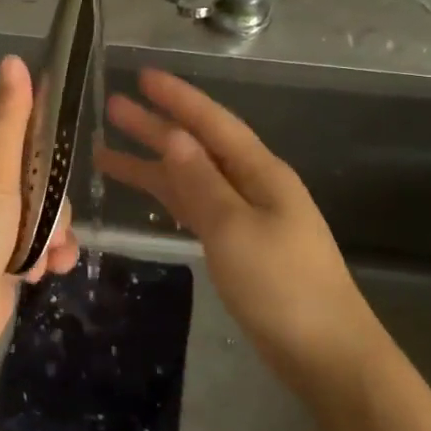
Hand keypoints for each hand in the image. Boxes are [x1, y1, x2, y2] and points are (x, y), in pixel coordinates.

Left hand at [0, 55, 78, 364]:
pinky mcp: (4, 260)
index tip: (56, 168)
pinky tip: (45, 273)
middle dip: (53, 205)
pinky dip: (48, 259)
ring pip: (46, 215)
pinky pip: (41, 247)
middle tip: (46, 223)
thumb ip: (10, 116)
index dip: (45, 153)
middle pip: (40, 179)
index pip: (21, 136)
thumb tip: (13, 59)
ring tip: (46, 256)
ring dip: (54, 236)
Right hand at [96, 68, 387, 398]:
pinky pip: (196, 208)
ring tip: (105, 152)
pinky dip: (168, 197)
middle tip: (112, 107)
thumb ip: (201, 182)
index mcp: (261, 173)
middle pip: (197, 147)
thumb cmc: (281, 286)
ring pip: (191, 179)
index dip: (177, 98)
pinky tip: (147, 192)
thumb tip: (173, 136)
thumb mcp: (234, 229)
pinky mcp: (239, 246)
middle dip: (155, 126)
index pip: (212, 123)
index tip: (142, 76)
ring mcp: (246, 217)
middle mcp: (253, 186)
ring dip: (153, 164)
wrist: (325, 354)